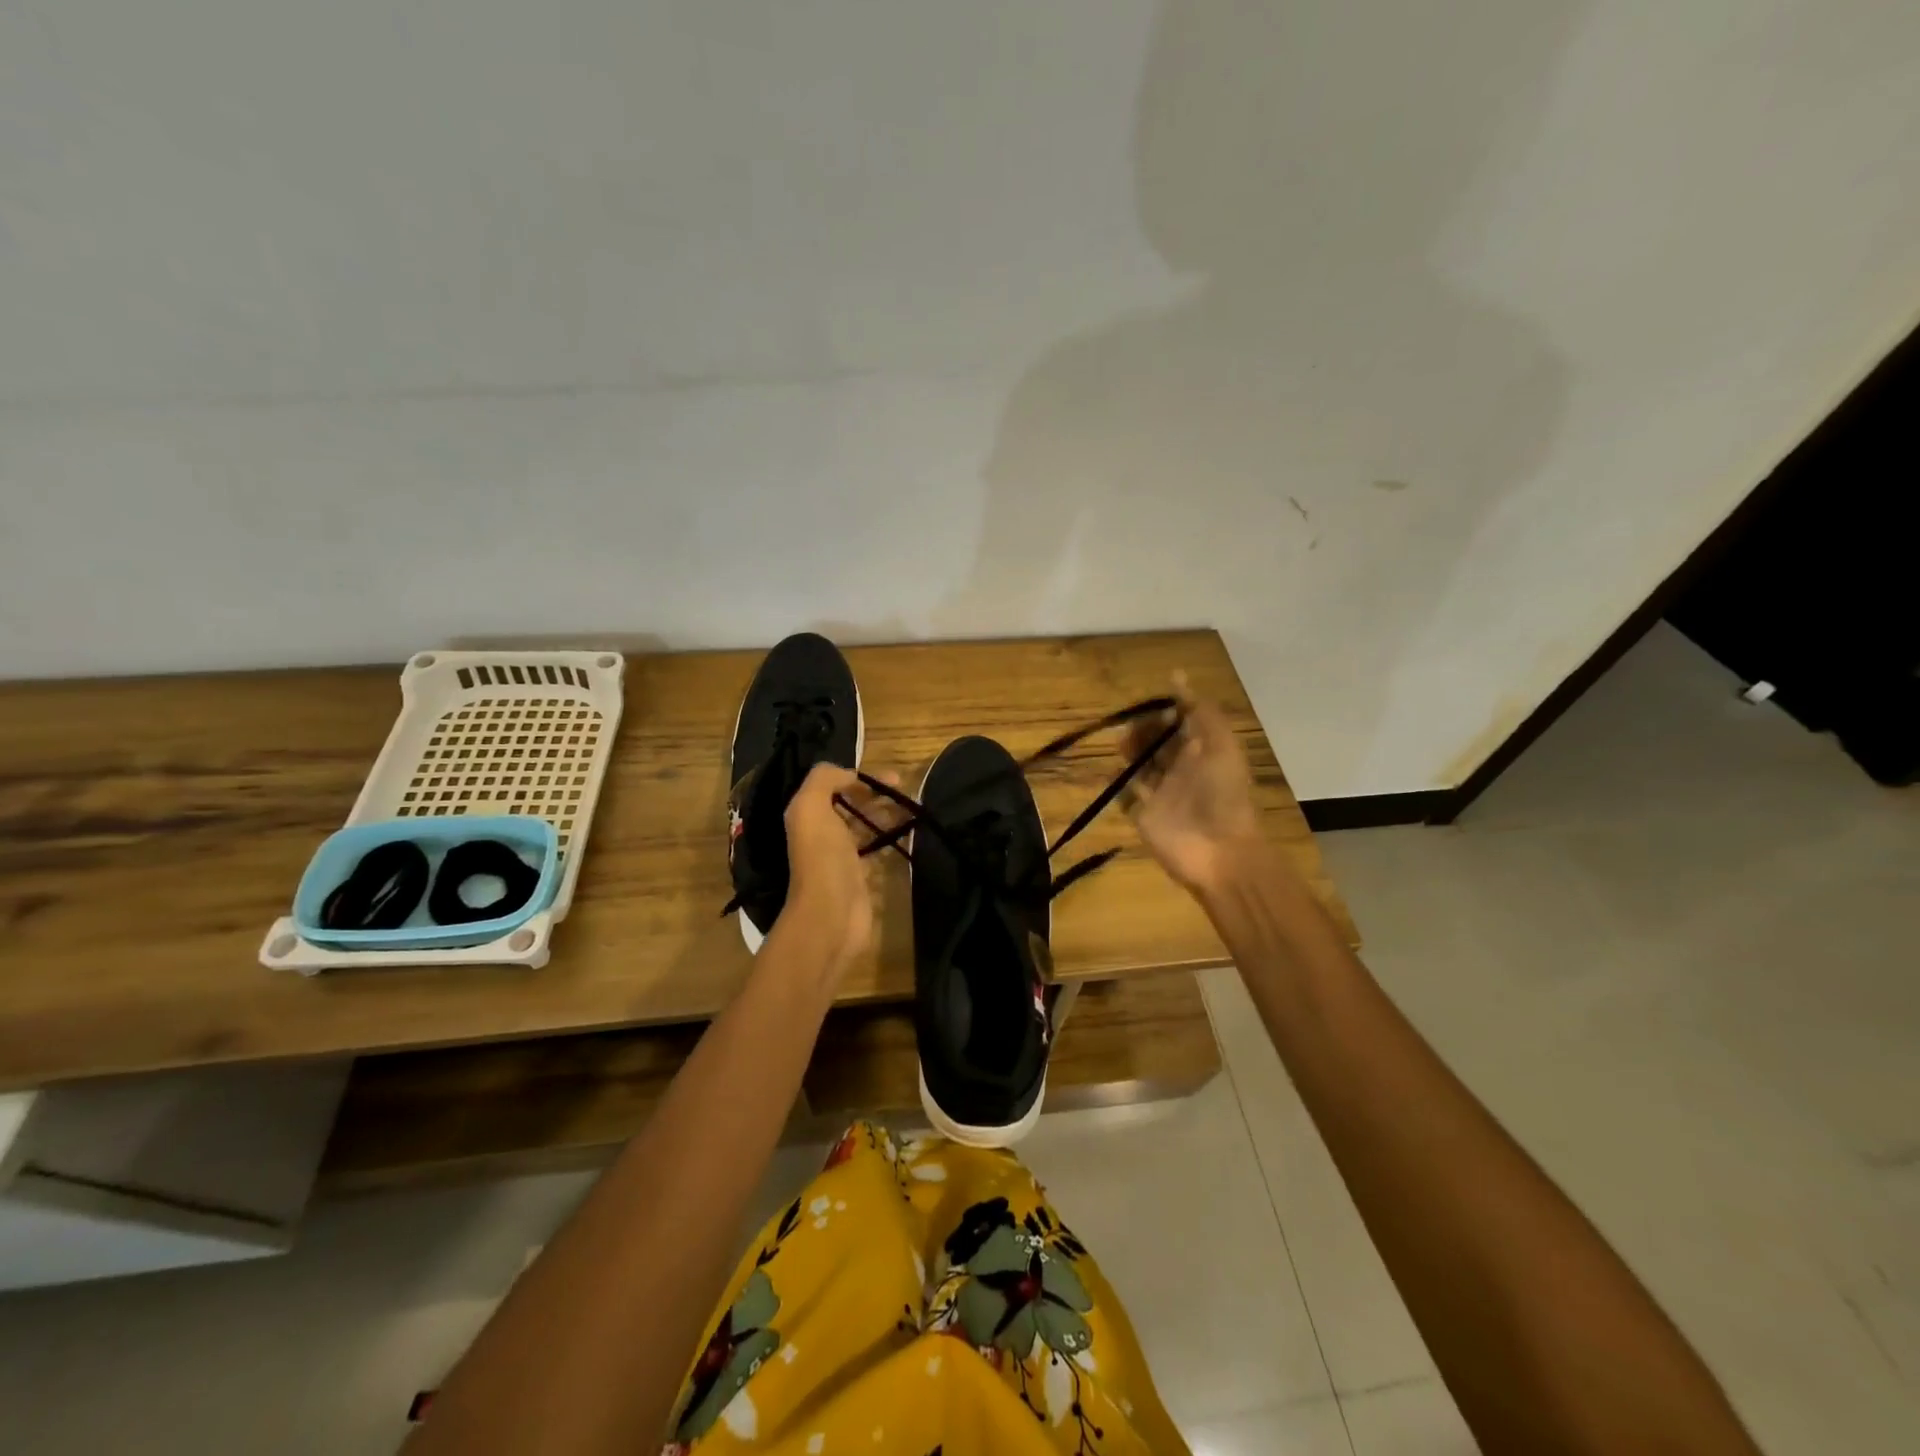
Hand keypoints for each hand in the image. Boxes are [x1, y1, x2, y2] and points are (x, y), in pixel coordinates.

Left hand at [780, 763, 895, 971]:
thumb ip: (824, 779)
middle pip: (851, 805)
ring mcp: (841, 855)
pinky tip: (909, 831)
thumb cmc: (822, 856)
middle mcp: (822, 832)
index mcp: (808, 814)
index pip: (834, 786)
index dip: (860, 777)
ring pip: (866, 825)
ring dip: (887, 814)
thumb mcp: (811, 806)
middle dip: (877, 794)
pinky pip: (877, 848)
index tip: (891, 777)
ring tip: (913, 807)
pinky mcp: (860, 875)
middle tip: (907, 790)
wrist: (831, 913)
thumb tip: (850, 774)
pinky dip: (891, 837)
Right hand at [1121, 676, 1262, 894]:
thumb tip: (1176, 676)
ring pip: (1140, 765)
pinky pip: (1126, 795)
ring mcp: (1162, 794)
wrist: (1220, 851)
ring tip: (1120, 743)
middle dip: (1143, 730)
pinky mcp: (1144, 815)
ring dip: (1129, 751)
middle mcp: (1182, 769)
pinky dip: (1117, 783)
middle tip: (1130, 725)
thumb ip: (1200, 710)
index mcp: (1203, 751)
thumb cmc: (1223, 793)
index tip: (1151, 703)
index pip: (1180, 723)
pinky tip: (1111, 772)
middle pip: (1157, 742)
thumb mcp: (1220, 743)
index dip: (1166, 710)